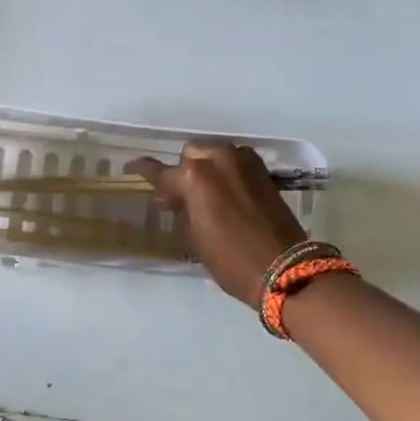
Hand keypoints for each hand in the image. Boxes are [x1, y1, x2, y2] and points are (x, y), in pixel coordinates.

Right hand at [129, 141, 305, 306]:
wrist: (284, 267)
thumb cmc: (231, 259)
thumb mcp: (195, 237)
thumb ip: (183, 209)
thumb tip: (177, 198)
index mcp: (194, 177)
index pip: (162, 172)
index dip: (146, 170)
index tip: (135, 166)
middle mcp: (218, 160)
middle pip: (191, 154)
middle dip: (185, 170)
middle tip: (184, 194)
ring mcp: (243, 162)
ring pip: (215, 153)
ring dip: (208, 167)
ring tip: (207, 191)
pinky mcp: (263, 170)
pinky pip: (236, 161)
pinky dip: (228, 170)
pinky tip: (228, 190)